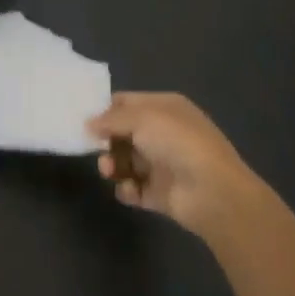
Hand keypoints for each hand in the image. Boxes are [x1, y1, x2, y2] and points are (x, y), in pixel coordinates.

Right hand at [88, 92, 271, 241]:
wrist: (212, 191)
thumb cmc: (177, 143)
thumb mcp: (142, 118)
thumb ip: (111, 119)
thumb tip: (88, 124)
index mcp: (165, 108)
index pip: (128, 103)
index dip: (105, 109)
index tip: (82, 119)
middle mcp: (164, 133)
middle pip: (123, 134)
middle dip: (106, 141)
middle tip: (95, 148)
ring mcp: (162, 164)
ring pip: (125, 161)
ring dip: (113, 165)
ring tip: (110, 171)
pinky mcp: (159, 193)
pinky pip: (133, 188)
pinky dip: (127, 189)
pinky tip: (131, 189)